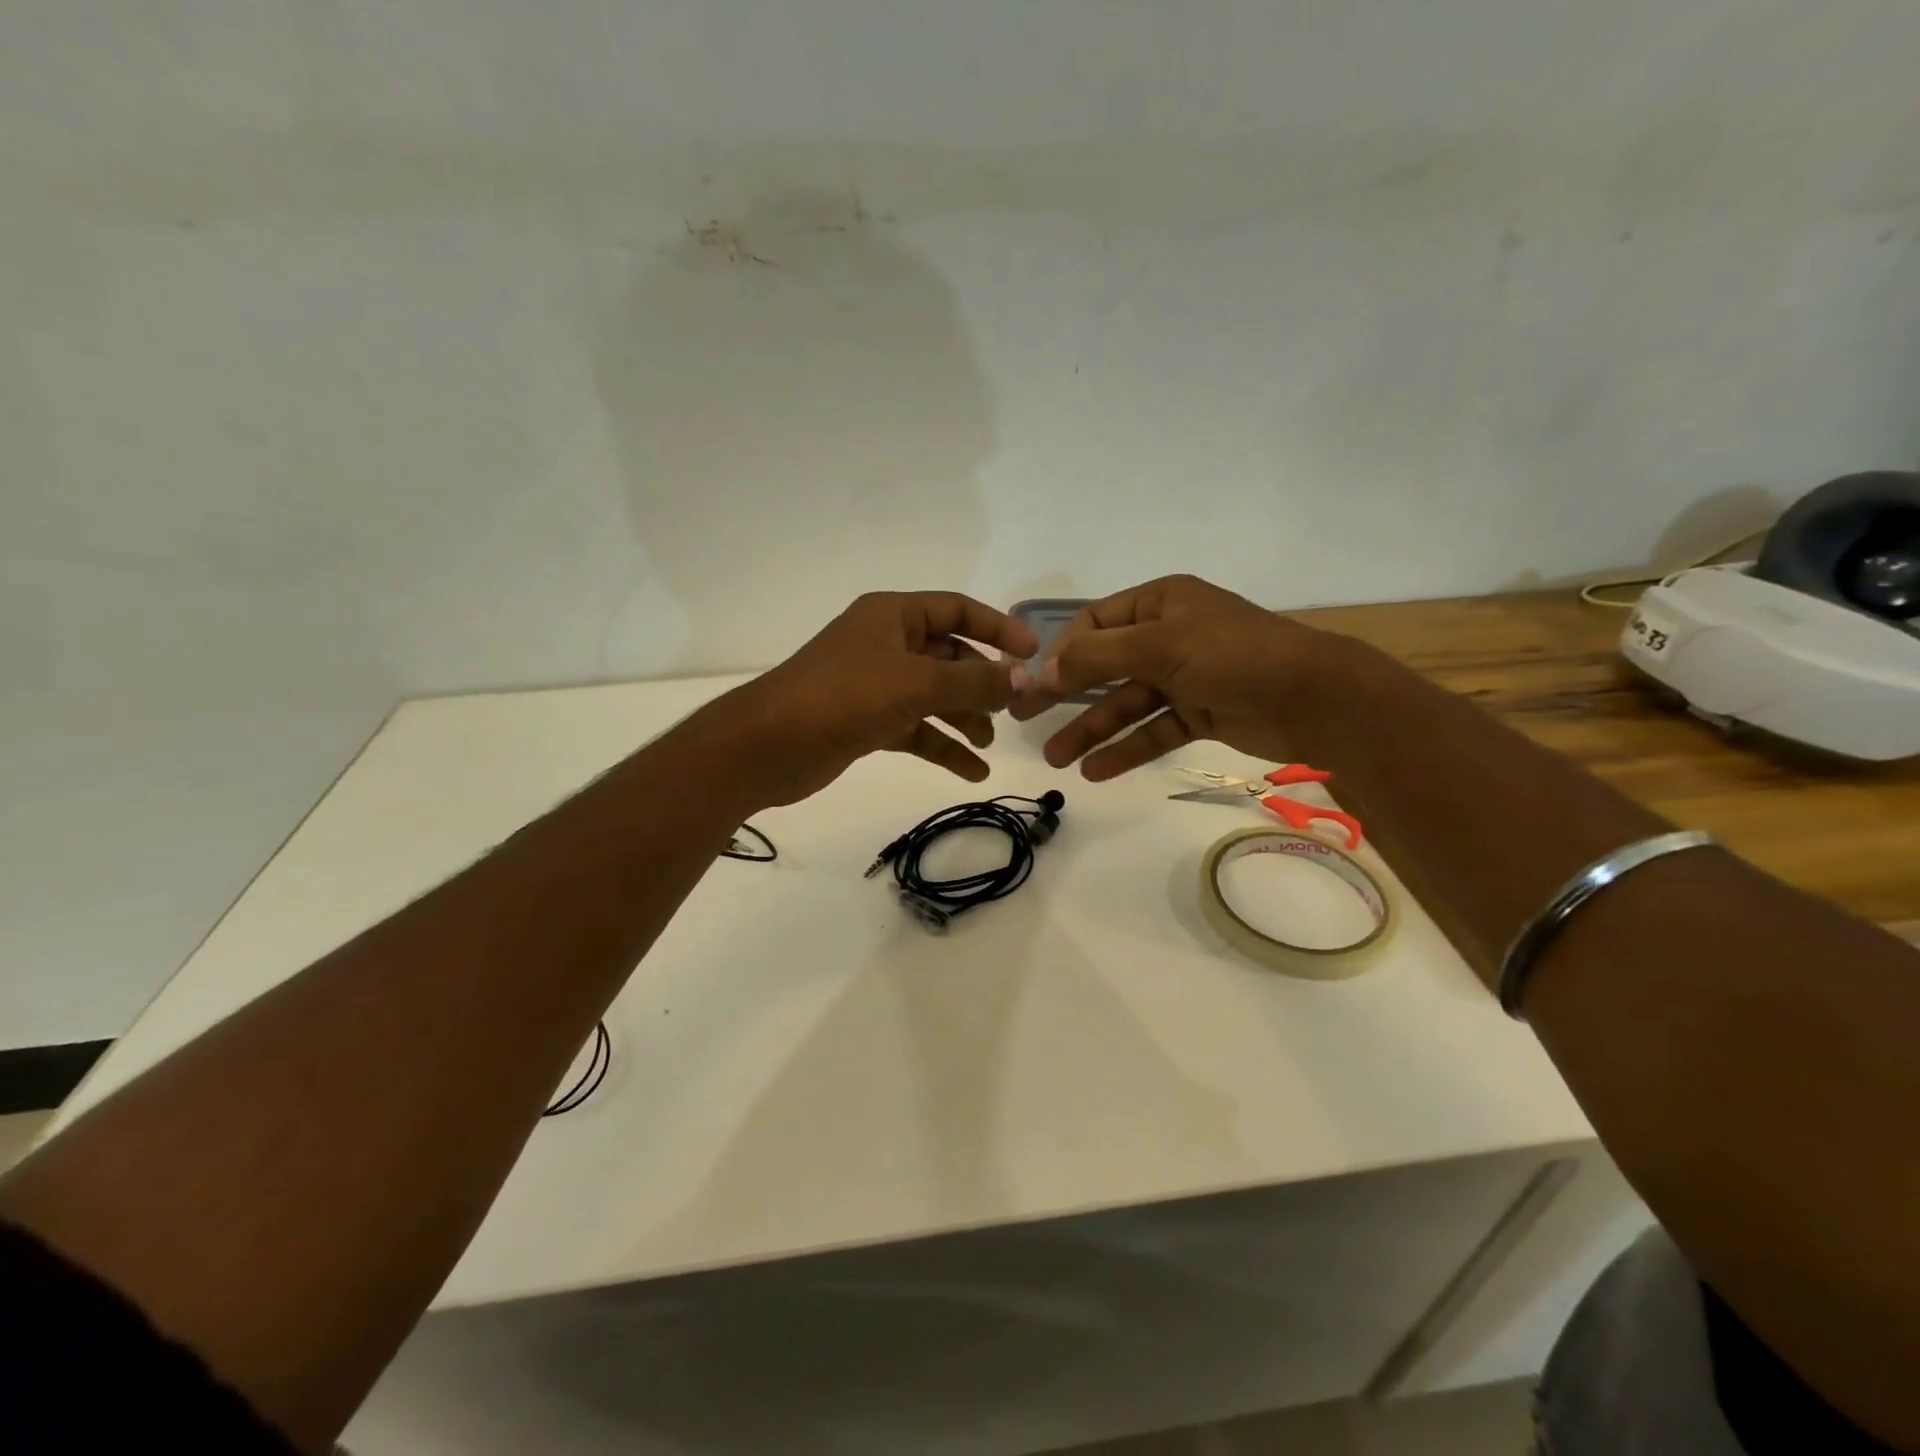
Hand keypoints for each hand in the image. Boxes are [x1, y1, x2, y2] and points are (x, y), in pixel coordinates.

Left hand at [718, 591, 1039, 806]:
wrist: (768, 746)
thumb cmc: (844, 697)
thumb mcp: (917, 683)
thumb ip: (974, 681)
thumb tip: (1022, 680)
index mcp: (894, 616)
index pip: (957, 610)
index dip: (998, 627)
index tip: (1033, 653)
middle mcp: (886, 644)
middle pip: (949, 656)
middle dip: (981, 682)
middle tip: (1012, 709)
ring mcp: (876, 684)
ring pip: (934, 695)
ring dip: (964, 717)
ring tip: (988, 744)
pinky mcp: (867, 721)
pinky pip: (917, 728)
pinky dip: (942, 746)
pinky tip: (971, 771)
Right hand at [1008, 574, 1337, 778]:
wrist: (1314, 698)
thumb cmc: (1233, 655)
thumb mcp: (1160, 645)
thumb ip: (1097, 657)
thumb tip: (1043, 671)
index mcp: (1160, 603)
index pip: (1095, 623)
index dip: (1062, 651)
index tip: (1035, 682)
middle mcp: (1168, 636)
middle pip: (1104, 666)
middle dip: (1066, 694)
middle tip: (1024, 718)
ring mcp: (1184, 677)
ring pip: (1126, 703)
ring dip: (1091, 730)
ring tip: (1056, 759)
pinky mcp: (1199, 713)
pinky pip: (1152, 730)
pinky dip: (1126, 749)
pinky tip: (1095, 771)